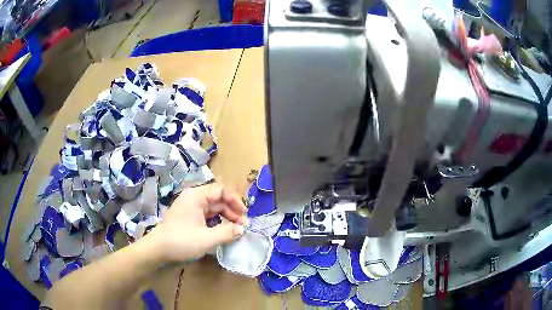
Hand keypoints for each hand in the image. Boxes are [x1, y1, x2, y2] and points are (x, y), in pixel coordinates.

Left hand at [148, 183, 247, 262]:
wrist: (158, 249)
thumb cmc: (181, 241)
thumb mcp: (206, 238)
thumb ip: (227, 232)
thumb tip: (242, 229)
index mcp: (196, 196)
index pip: (221, 190)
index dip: (235, 200)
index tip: (245, 214)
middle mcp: (193, 197)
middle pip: (218, 199)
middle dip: (232, 211)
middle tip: (243, 225)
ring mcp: (190, 207)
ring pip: (213, 207)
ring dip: (226, 217)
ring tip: (236, 229)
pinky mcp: (188, 216)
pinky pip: (206, 215)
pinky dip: (217, 221)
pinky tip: (223, 231)